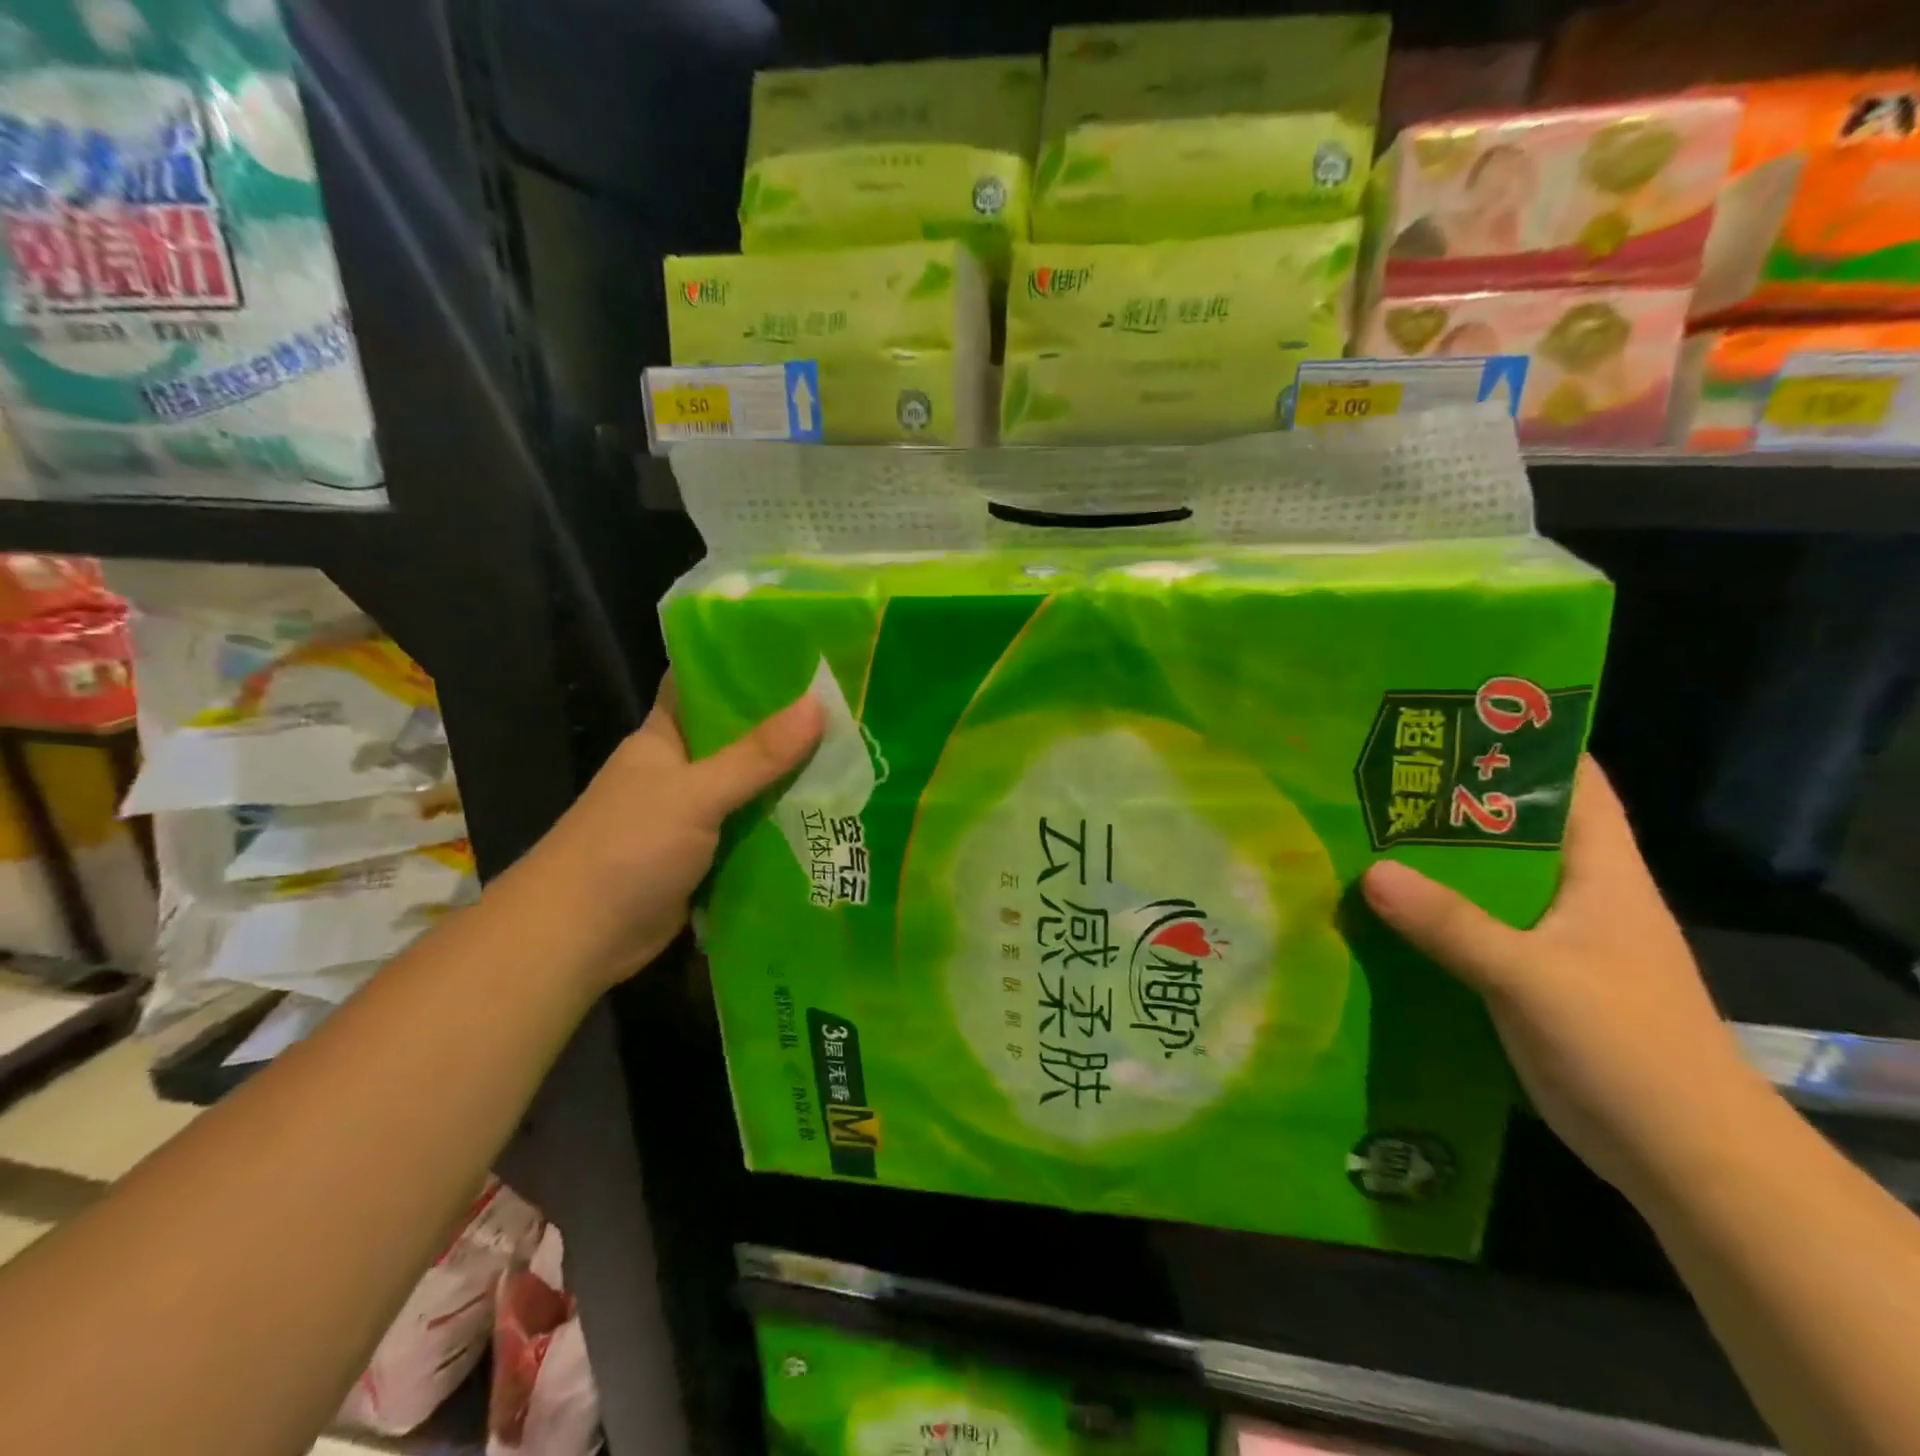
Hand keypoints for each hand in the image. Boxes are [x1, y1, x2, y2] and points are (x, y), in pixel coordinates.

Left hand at [512, 677, 822, 997]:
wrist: (579, 938)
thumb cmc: (627, 848)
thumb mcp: (696, 794)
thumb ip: (756, 755)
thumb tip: (818, 704)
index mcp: (664, 739)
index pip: (703, 686)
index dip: (745, 668)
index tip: (801, 656)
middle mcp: (680, 772)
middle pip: (739, 740)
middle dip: (787, 729)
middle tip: (849, 710)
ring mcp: (693, 817)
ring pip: (751, 789)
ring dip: (791, 781)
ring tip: (855, 758)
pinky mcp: (706, 857)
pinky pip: (752, 832)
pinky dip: (783, 827)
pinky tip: (830, 818)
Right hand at [1361, 756, 1761, 1196]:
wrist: (1683, 1158)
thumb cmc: (1628, 1047)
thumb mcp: (1534, 977)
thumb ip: (1452, 924)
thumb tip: (1370, 871)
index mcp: (1601, 872)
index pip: (1573, 782)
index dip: (1524, 742)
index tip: (1450, 719)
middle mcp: (1578, 893)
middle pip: (1514, 825)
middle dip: (1452, 798)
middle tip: (1377, 772)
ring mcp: (1553, 936)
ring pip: (1486, 877)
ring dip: (1434, 858)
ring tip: (1363, 829)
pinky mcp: (1529, 975)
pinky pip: (1472, 925)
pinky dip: (1431, 910)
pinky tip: (1381, 906)